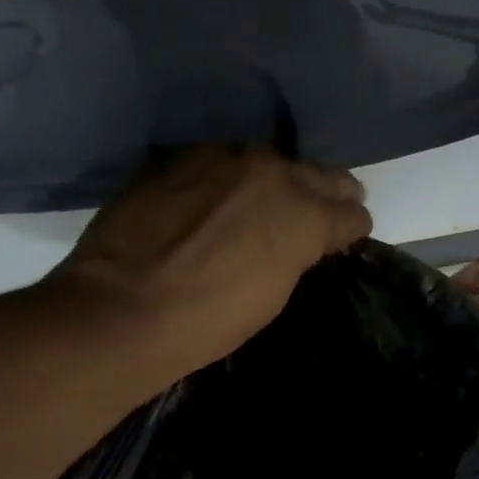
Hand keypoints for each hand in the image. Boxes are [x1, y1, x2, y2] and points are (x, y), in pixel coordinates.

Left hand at [51, 147, 369, 377]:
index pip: (347, 212)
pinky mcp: (179, 159)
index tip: (351, 233)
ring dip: (278, 179)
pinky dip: (232, 178)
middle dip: (329, 191)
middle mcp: (269, 172)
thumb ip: (296, 256)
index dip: (353, 226)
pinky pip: (221, 163)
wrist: (125, 308)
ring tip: (278, 196)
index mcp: (302, 213)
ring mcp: (221, 158)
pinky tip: (226, 194)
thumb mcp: (273, 295)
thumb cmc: (210, 320)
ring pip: (267, 161)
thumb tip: (299, 242)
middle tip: (335, 204)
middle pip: (316, 174)